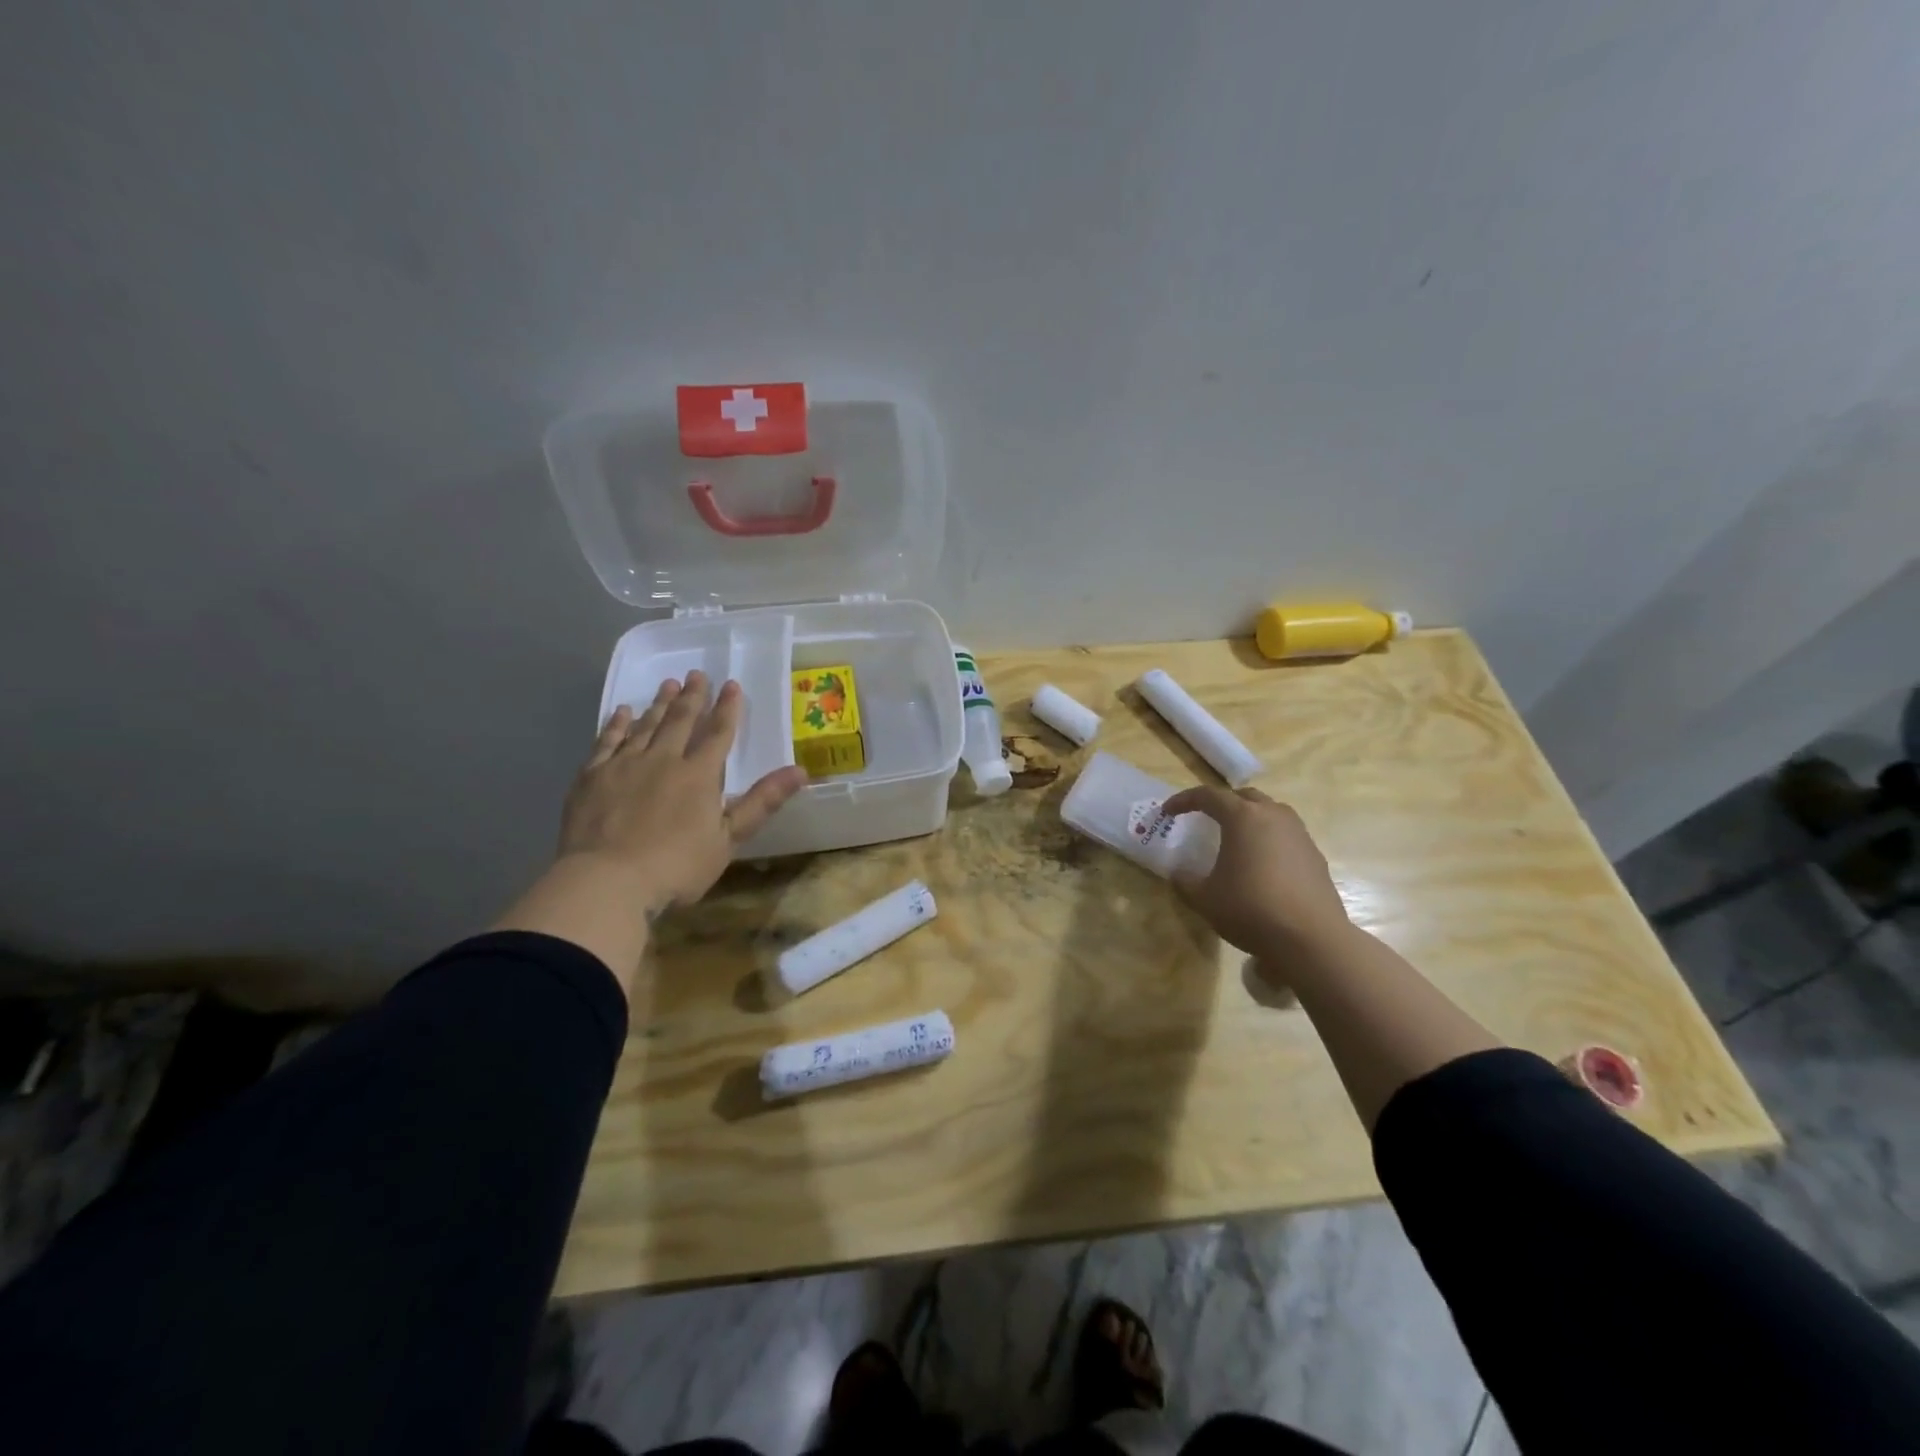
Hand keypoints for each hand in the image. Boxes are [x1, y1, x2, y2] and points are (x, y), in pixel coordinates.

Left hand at [561, 671, 806, 913]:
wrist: (607, 882)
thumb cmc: (676, 867)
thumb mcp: (728, 839)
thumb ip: (761, 802)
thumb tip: (801, 771)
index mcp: (699, 775)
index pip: (718, 733)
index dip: (728, 709)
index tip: (732, 685)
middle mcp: (663, 760)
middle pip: (681, 721)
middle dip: (692, 697)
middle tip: (697, 674)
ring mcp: (624, 765)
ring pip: (645, 725)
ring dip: (659, 704)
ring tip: (668, 684)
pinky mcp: (592, 777)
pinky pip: (607, 741)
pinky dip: (617, 724)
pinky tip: (622, 711)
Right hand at [1162, 786, 1350, 953]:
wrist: (1311, 939)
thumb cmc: (1250, 910)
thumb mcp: (1204, 899)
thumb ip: (1185, 881)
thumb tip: (1179, 873)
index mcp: (1243, 817)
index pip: (1208, 796)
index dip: (1184, 801)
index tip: (1168, 812)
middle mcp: (1273, 816)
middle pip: (1244, 796)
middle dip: (1222, 803)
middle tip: (1206, 818)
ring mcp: (1299, 834)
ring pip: (1271, 812)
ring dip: (1250, 818)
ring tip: (1237, 839)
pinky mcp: (1315, 855)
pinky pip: (1287, 835)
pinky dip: (1269, 839)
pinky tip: (1263, 864)